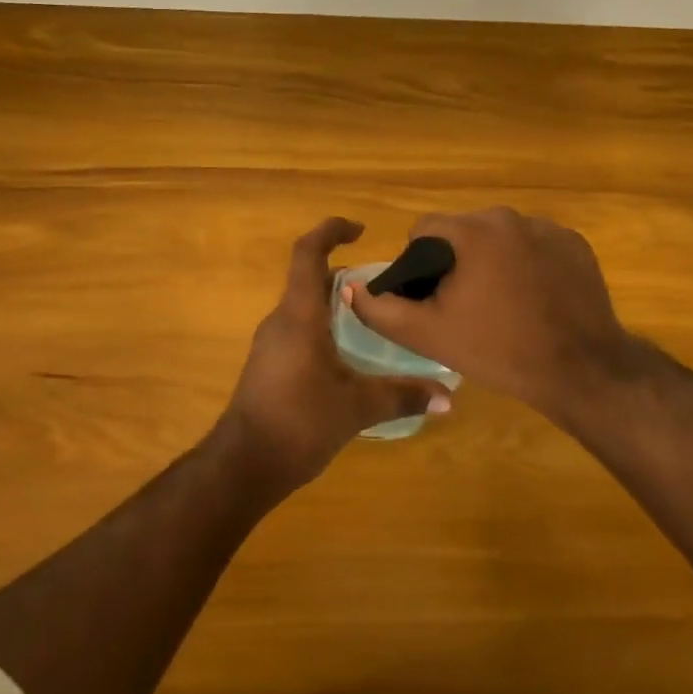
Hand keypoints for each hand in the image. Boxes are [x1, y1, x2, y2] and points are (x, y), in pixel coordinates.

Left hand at [213, 218, 451, 497]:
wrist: (244, 463)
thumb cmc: (299, 421)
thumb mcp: (357, 407)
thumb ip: (403, 396)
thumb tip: (448, 398)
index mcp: (299, 315)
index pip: (308, 253)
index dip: (330, 231)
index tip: (360, 229)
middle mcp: (282, 320)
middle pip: (311, 280)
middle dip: (346, 275)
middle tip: (385, 287)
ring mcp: (272, 343)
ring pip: (306, 307)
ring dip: (336, 304)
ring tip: (376, 319)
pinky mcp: (270, 364)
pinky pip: (300, 330)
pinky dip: (326, 328)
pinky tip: (352, 356)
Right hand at [345, 207, 650, 429]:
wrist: (581, 370)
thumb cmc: (498, 350)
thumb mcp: (429, 335)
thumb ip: (381, 309)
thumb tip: (350, 287)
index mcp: (473, 231)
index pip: (425, 229)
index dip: (418, 262)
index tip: (430, 296)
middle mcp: (510, 217)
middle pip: (465, 232)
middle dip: (457, 261)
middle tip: (465, 305)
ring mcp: (549, 228)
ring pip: (500, 239)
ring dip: (492, 261)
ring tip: (502, 305)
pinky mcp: (576, 245)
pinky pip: (535, 247)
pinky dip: (527, 265)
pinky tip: (534, 300)